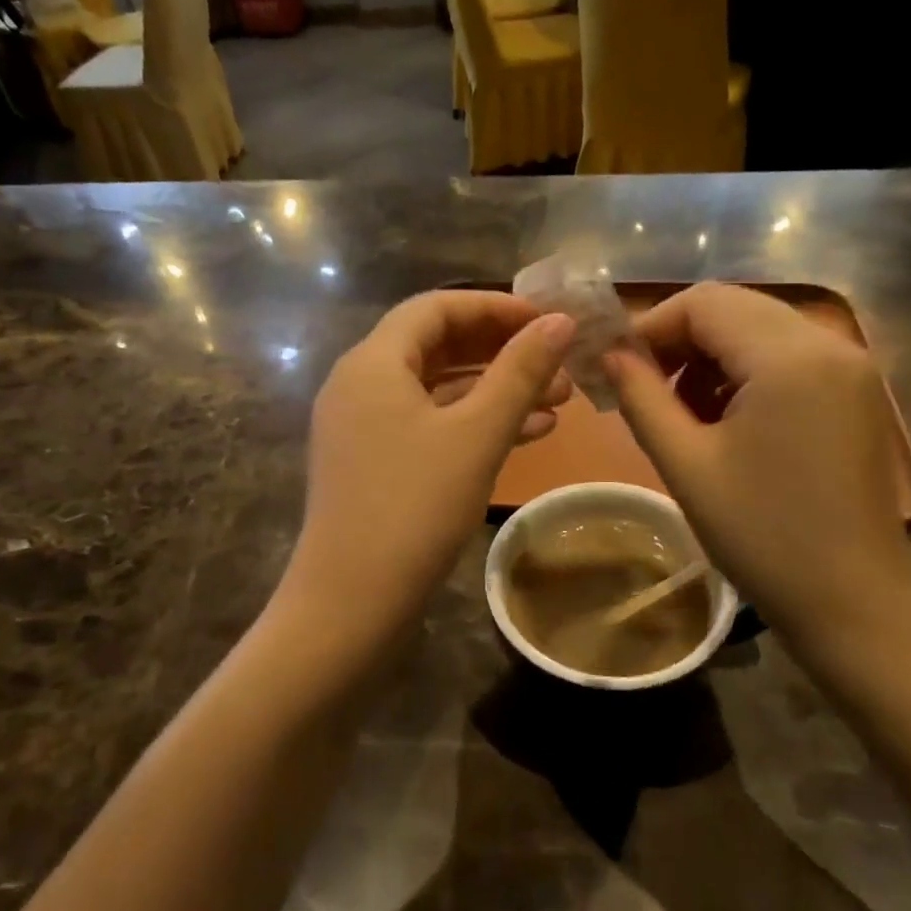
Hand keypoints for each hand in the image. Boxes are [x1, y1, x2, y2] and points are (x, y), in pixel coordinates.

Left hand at [287, 291, 574, 630]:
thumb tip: (560, 320)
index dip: (495, 307)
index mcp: (373, 362)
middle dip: (502, 351)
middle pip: (437, 345)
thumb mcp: (477, 433)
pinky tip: (528, 435)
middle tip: (560, 362)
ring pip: (438, 389)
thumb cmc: (415, 507)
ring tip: (560, 399)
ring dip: (496, 390)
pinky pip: (428, 425)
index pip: (437, 307)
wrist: (350, 603)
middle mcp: (360, 383)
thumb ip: (520, 371)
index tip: (547, 321)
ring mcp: (362, 426)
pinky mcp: (372, 463)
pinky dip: (473, 424)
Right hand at [604, 283, 910, 641]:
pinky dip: (745, 370)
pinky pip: (787, 354)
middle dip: (679, 338)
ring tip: (681, 409)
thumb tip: (609, 354)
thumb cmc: (762, 536)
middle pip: (733, 306)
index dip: (650, 326)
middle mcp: (828, 343)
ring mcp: (850, 366)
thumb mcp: (685, 464)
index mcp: (788, 357)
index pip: (703, 302)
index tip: (615, 365)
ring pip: (759, 327)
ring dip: (711, 353)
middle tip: (640, 384)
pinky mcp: (856, 390)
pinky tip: (725, 417)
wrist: (855, 604)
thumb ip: (641, 397)